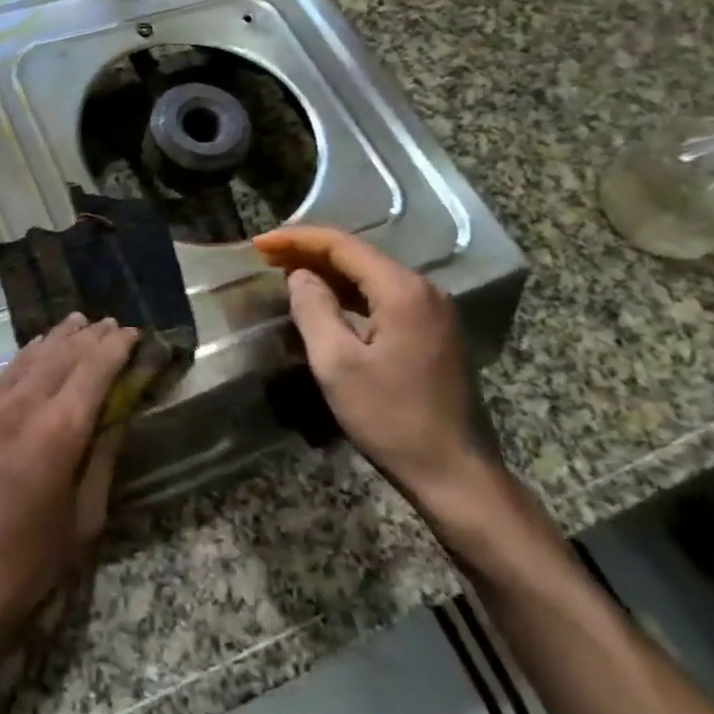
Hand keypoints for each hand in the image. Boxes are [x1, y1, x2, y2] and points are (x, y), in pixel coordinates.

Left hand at [0, 313, 138, 675]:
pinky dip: (22, 362)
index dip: (114, 348)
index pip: (92, 372)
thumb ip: (101, 458)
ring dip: (54, 341)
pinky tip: (32, 356)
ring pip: (24, 362)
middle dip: (87, 338)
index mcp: (55, 434)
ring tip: (75, 324)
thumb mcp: (83, 520)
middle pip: (58, 357)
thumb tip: (117, 414)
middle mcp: (16, 410)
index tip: (132, 333)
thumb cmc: (27, 568)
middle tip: (109, 323)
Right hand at [253, 225, 491, 509]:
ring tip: (286, 272)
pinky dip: (348, 293)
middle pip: (358, 255)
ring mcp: (433, 312)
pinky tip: (325, 301)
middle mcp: (423, 290)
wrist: (455, 473)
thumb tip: (300, 276)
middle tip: (267, 255)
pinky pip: (383, 298)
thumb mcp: (337, 364)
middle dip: (310, 251)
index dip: (296, 239)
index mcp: (402, 291)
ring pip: (371, 276)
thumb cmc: (391, 418)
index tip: (259, 244)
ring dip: (328, 271)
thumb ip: (313, 310)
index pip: (342, 245)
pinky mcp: (433, 333)